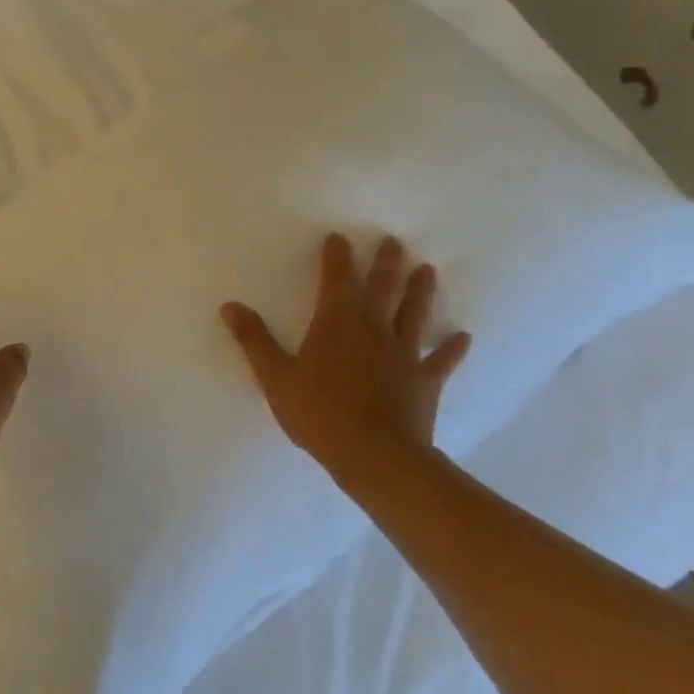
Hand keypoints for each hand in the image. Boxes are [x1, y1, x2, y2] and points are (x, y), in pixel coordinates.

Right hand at [221, 234, 471, 485]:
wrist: (376, 456)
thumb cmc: (319, 413)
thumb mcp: (275, 377)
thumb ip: (254, 340)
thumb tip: (230, 307)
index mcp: (336, 324)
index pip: (336, 280)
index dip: (337, 257)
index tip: (339, 237)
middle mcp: (373, 330)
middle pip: (383, 289)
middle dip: (386, 263)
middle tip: (394, 241)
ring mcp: (403, 355)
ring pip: (414, 315)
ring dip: (420, 292)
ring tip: (427, 270)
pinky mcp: (424, 382)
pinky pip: (440, 360)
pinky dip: (452, 348)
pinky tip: (462, 336)